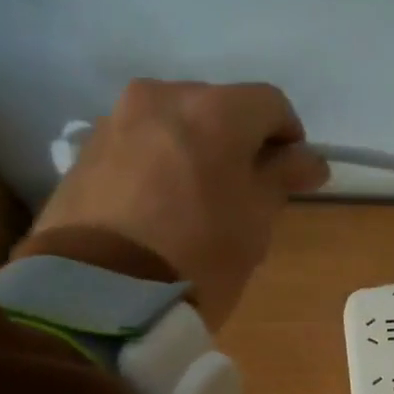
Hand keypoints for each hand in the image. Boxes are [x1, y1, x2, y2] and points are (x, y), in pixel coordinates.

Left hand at [28, 79, 328, 327]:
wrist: (99, 297)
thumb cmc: (197, 259)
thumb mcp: (254, 225)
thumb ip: (281, 179)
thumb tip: (308, 159)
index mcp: (215, 111)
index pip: (270, 104)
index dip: (288, 138)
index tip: (290, 176)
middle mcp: (163, 97)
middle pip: (217, 107)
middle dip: (236, 141)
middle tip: (242, 192)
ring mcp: (117, 119)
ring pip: (174, 123)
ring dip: (194, 149)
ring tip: (194, 200)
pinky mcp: (85, 149)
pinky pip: (138, 144)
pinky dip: (157, 162)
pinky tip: (156, 205)